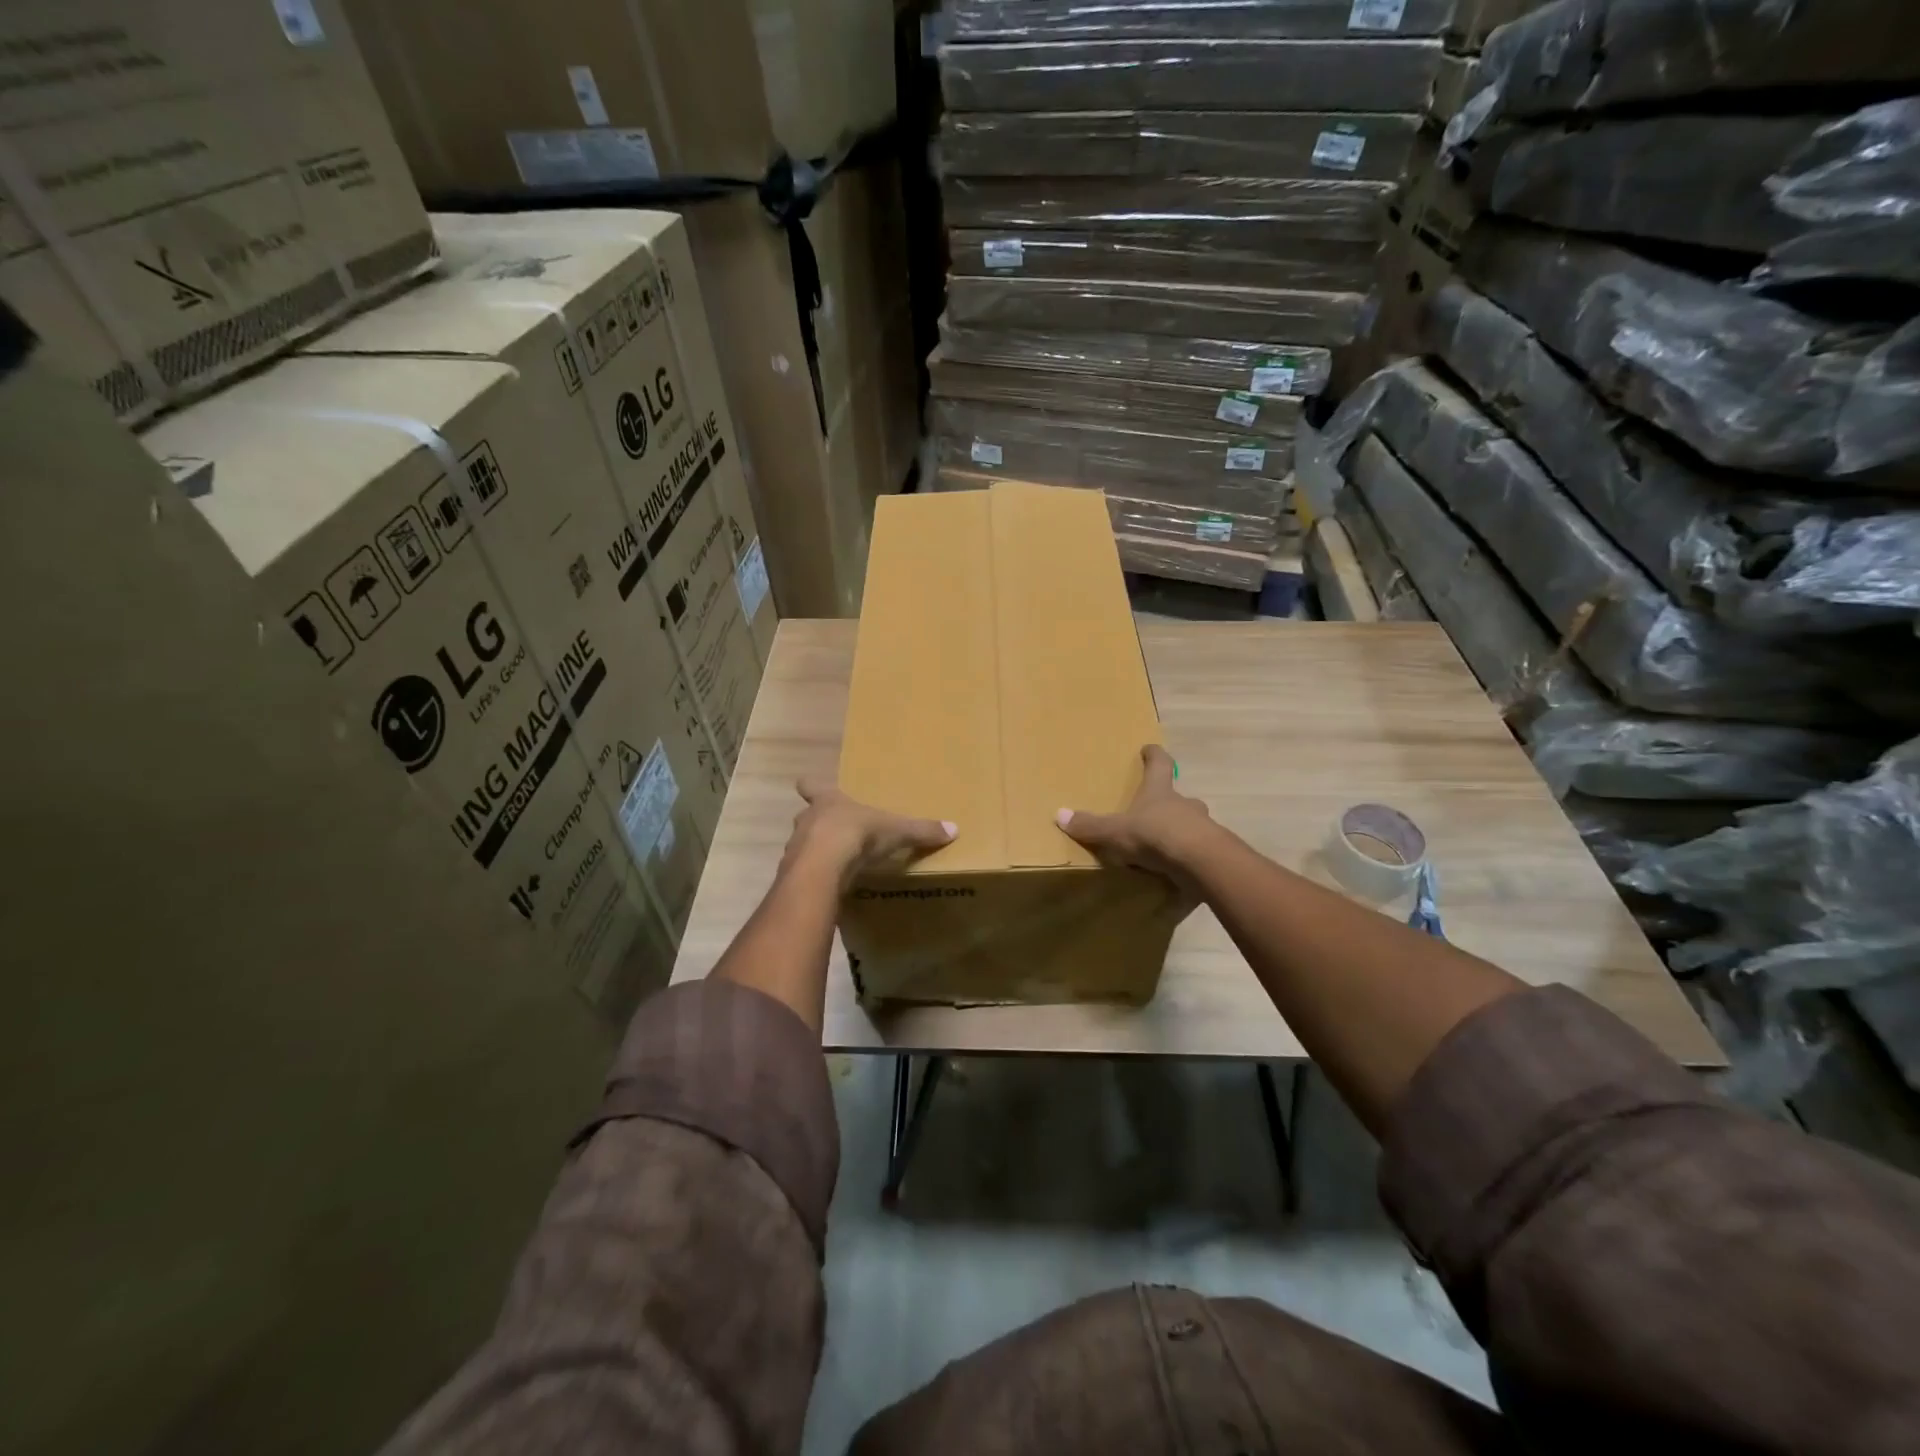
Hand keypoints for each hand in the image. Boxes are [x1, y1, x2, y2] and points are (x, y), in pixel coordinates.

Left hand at [787, 778, 956, 886]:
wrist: (822, 867)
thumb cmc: (857, 835)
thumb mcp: (895, 831)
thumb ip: (921, 830)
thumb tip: (954, 829)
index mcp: (828, 801)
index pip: (811, 786)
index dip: (811, 786)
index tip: (808, 786)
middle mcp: (807, 819)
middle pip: (806, 816)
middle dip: (817, 824)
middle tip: (834, 833)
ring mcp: (795, 847)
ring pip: (801, 845)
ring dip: (813, 853)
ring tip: (833, 864)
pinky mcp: (793, 874)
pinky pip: (802, 873)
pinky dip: (813, 878)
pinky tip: (827, 886)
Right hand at [1057, 744, 1212, 888]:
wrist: (1201, 862)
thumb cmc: (1155, 835)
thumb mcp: (1115, 831)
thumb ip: (1090, 825)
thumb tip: (1059, 814)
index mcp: (1160, 792)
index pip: (1159, 764)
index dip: (1154, 755)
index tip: (1149, 748)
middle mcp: (1184, 804)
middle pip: (1179, 796)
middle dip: (1169, 801)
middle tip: (1156, 809)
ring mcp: (1202, 827)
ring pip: (1191, 823)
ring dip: (1180, 830)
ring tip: (1165, 844)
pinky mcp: (1213, 853)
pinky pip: (1197, 851)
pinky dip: (1187, 857)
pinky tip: (1177, 869)